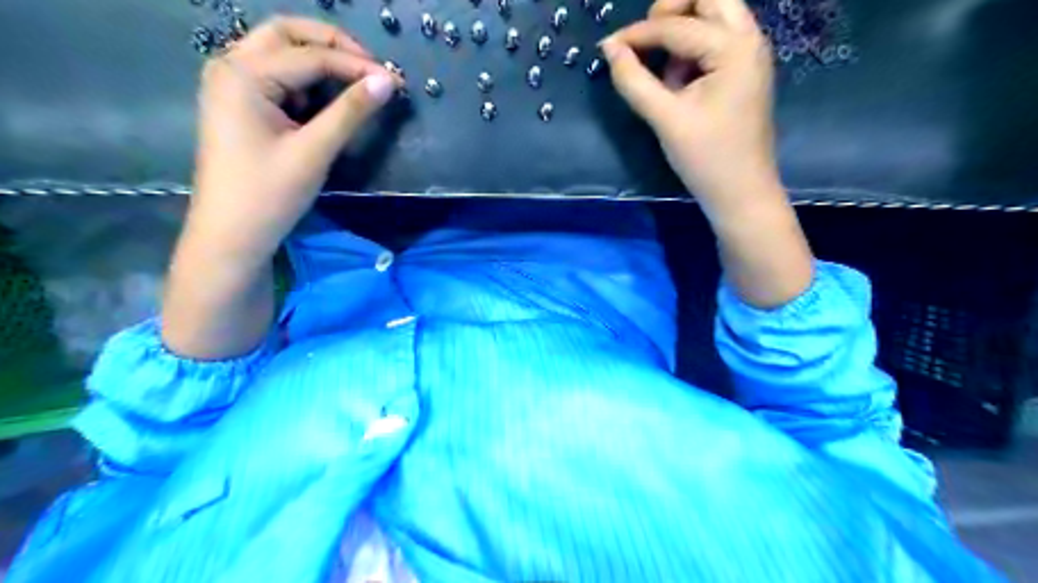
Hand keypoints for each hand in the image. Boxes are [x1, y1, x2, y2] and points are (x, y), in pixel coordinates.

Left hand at [160, 17, 398, 358]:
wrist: (232, 234)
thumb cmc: (270, 194)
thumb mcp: (314, 151)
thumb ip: (351, 111)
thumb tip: (387, 81)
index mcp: (243, 75)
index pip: (310, 56)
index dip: (356, 66)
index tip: (395, 80)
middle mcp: (230, 66)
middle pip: (286, 34)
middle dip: (333, 45)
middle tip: (371, 67)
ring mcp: (231, 84)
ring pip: (279, 51)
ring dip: (318, 59)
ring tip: (356, 82)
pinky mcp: (239, 103)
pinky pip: (276, 75)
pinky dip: (305, 79)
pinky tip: (326, 100)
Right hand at [600, 1, 779, 216]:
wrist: (741, 193)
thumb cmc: (706, 158)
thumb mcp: (665, 119)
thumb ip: (634, 81)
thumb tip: (609, 49)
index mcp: (734, 48)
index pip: (677, 26)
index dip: (638, 34)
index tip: (608, 47)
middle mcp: (749, 39)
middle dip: (672, 8)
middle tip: (645, 37)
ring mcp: (750, 54)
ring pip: (715, 14)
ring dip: (683, 28)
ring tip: (663, 69)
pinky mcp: (744, 71)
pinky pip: (717, 39)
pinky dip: (693, 48)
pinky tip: (679, 82)